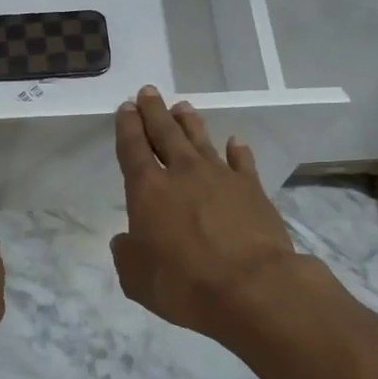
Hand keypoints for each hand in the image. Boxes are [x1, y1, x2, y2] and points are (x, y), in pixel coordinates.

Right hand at [110, 86, 302, 341]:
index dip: (127, 126)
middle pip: (165, 132)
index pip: (132, 147)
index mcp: (148, 189)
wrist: (252, 287)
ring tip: (182, 107)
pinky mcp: (251, 188)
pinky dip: (238, 150)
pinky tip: (235, 141)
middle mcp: (182, 173)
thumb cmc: (184, 283)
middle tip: (148, 92)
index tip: (126, 107)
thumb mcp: (136, 278)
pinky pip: (242, 161)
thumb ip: (126, 254)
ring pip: (201, 139)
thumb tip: (125, 240)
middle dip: (154, 111)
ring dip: (190, 122)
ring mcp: (220, 177)